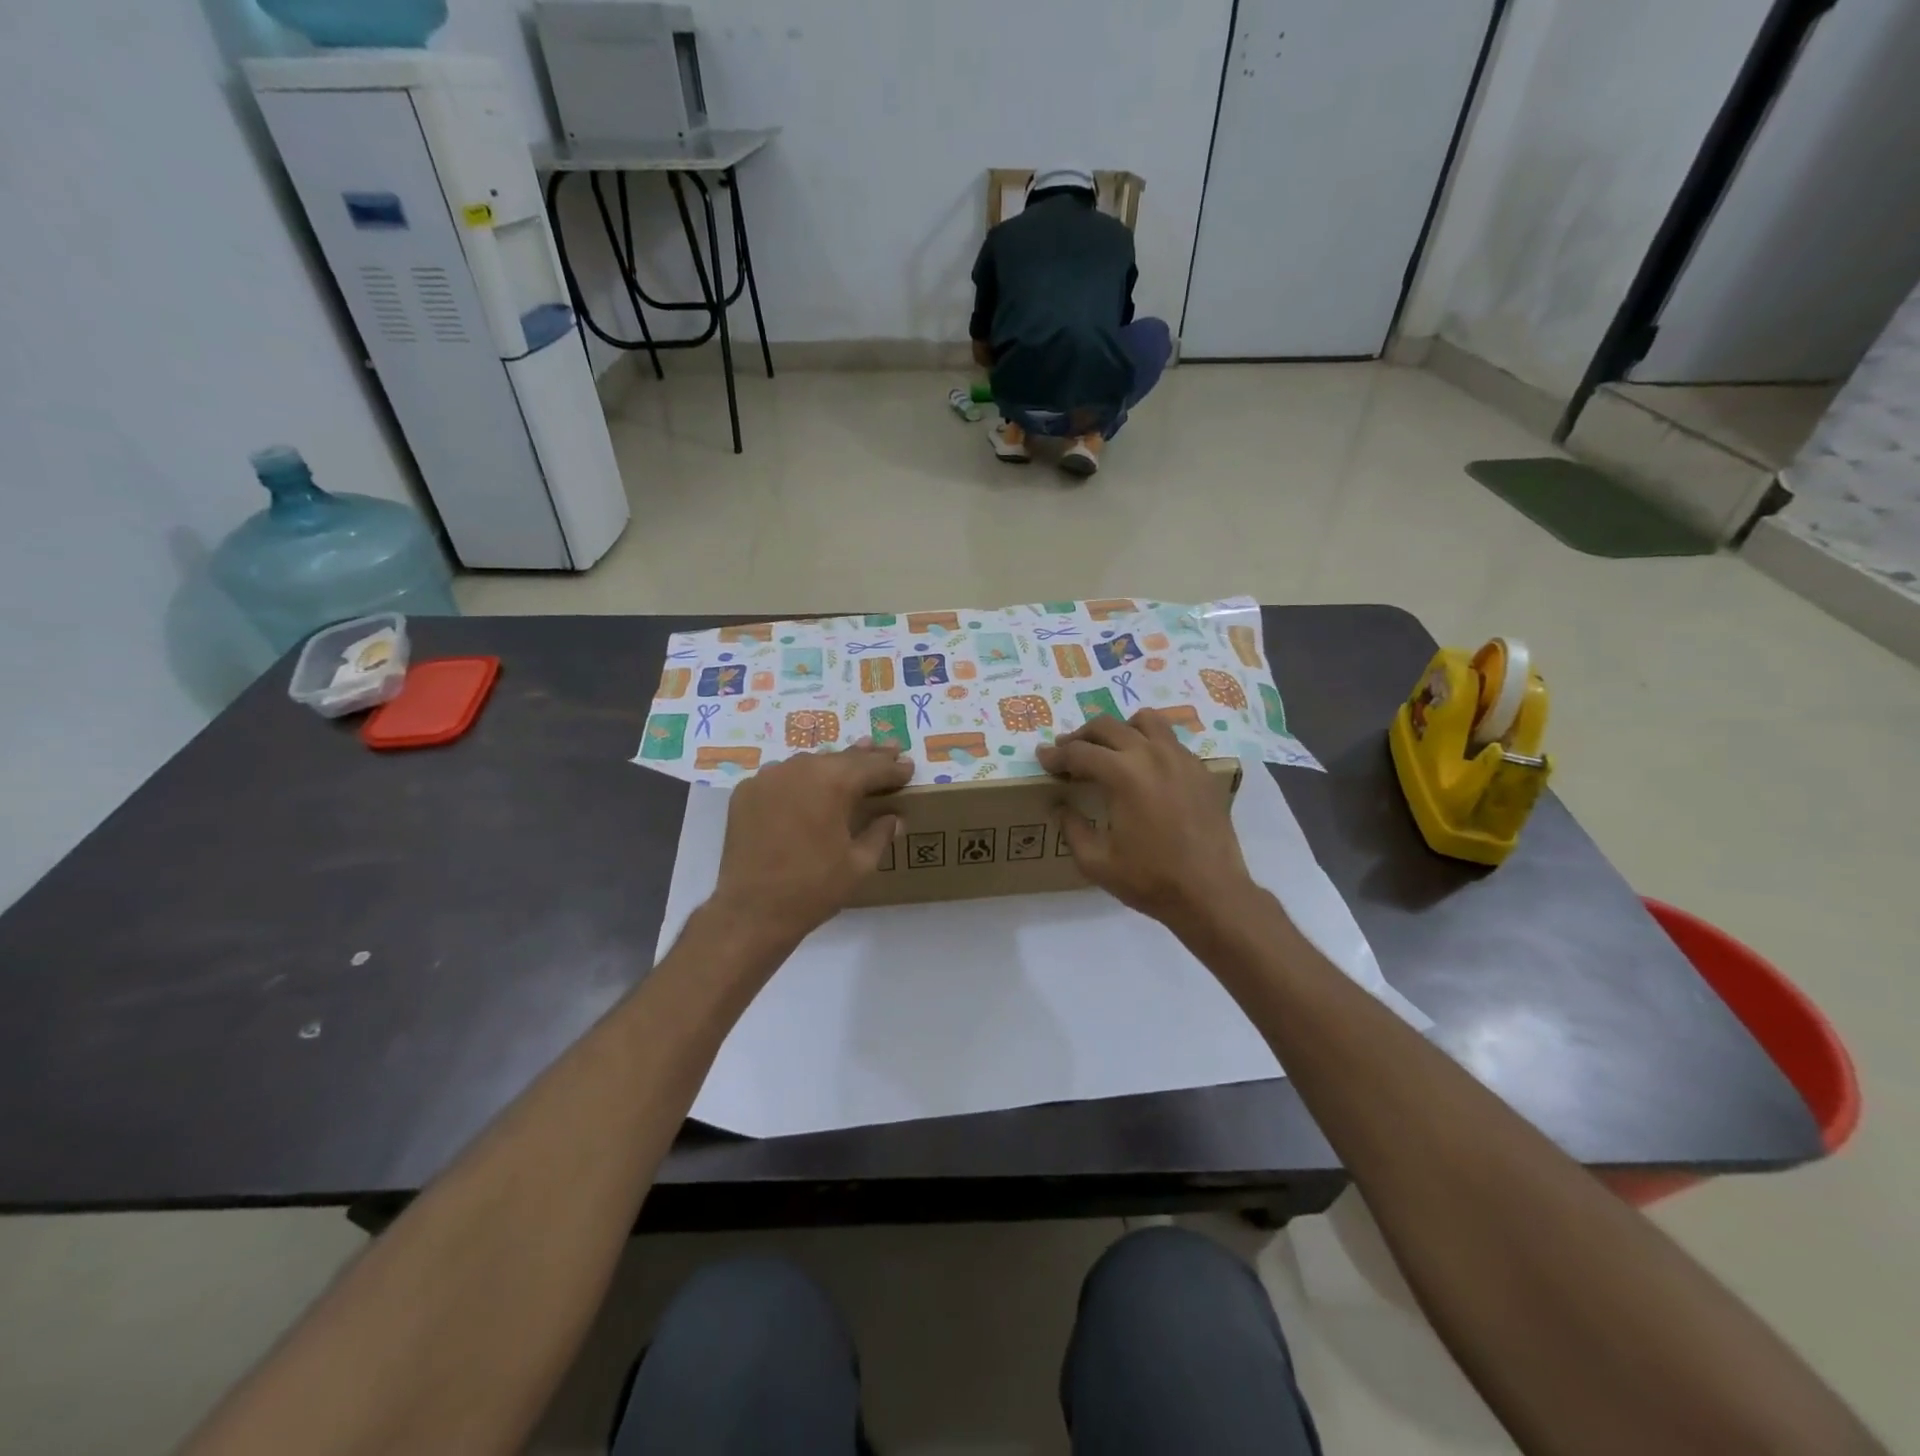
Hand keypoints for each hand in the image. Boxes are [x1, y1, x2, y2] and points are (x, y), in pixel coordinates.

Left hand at [710, 741, 911, 943]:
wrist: (752, 911)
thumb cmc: (813, 888)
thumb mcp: (859, 864)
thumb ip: (880, 834)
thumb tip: (894, 818)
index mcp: (834, 782)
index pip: (872, 767)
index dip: (894, 769)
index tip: (909, 767)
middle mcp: (801, 768)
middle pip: (842, 758)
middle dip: (868, 757)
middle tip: (890, 750)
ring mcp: (769, 777)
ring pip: (810, 762)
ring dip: (833, 764)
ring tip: (852, 761)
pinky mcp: (747, 791)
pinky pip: (782, 776)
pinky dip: (800, 778)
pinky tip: (808, 786)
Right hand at [1036, 711, 1253, 928]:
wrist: (1211, 893)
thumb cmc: (1150, 880)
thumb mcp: (1096, 863)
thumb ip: (1072, 829)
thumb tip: (1061, 806)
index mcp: (1123, 775)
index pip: (1079, 752)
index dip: (1056, 755)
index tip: (1043, 759)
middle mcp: (1152, 755)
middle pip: (1107, 726)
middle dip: (1081, 736)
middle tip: (1067, 752)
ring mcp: (1181, 758)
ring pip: (1145, 720)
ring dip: (1120, 730)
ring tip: (1109, 750)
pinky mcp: (1200, 770)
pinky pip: (1170, 740)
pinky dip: (1149, 744)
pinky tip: (1144, 770)